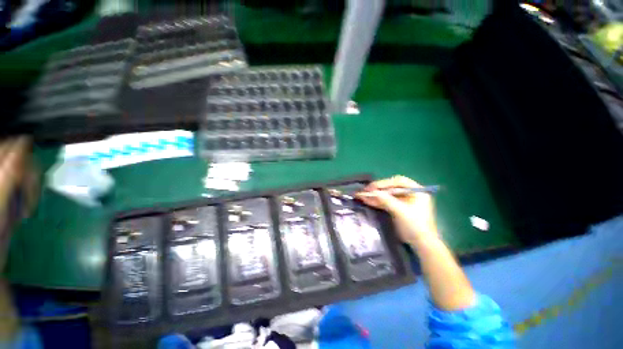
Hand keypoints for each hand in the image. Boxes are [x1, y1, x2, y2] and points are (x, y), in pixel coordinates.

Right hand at [356, 175, 437, 246]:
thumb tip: (372, 192)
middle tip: (365, 191)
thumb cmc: (415, 226)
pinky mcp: (398, 208)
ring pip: (387, 195)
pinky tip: (367, 201)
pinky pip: (386, 202)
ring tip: (362, 196)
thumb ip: (386, 200)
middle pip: (391, 187)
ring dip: (375, 196)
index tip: (371, 187)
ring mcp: (404, 201)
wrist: (421, 245)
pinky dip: (377, 202)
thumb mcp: (400, 211)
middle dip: (378, 189)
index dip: (383, 183)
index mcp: (416, 190)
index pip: (398, 181)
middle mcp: (410, 193)